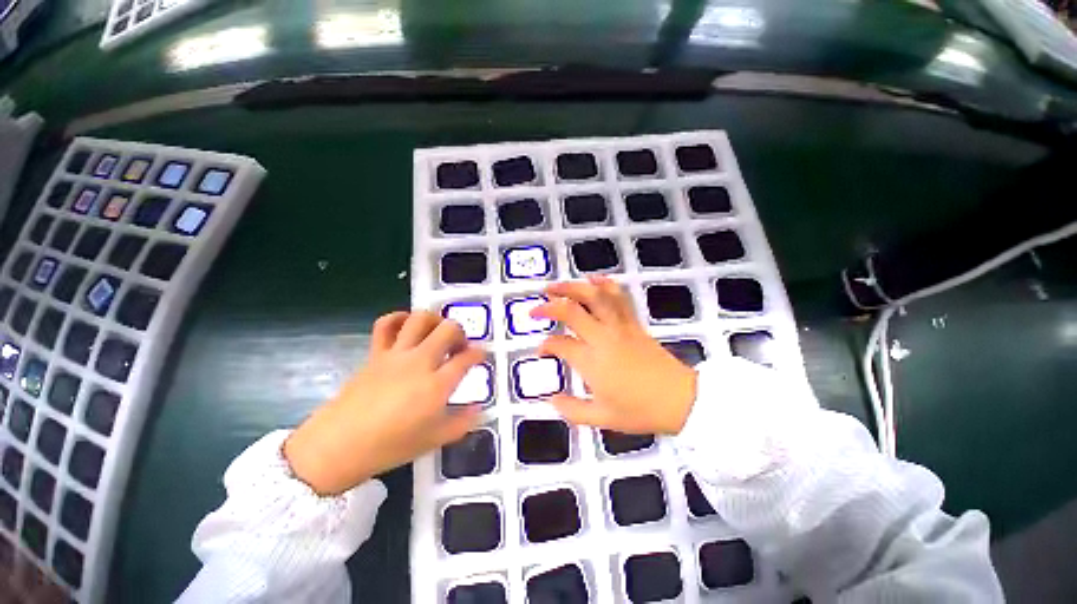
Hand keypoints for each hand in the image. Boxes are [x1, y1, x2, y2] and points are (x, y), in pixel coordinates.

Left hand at [284, 311, 483, 495]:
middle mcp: (420, 362)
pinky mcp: (376, 353)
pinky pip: (386, 324)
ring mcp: (397, 354)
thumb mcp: (434, 440)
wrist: (339, 446)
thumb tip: (480, 409)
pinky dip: (399, 318)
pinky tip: (407, 325)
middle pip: (448, 330)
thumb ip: (463, 423)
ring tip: (437, 331)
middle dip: (461, 333)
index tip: (481, 356)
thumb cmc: (390, 446)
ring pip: (420, 319)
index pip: (467, 358)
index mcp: (437, 384)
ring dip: (435, 320)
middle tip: (459, 346)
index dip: (479, 354)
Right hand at [532, 276, 697, 434]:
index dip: (546, 345)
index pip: (560, 344)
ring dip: (572, 288)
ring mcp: (619, 327)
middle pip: (571, 311)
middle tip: (536, 308)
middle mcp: (602, 338)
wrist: (680, 400)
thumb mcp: (602, 418)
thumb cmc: (640, 410)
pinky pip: (619, 297)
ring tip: (556, 286)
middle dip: (549, 306)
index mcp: (591, 361)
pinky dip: (604, 284)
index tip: (541, 350)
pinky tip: (593, 279)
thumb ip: (572, 410)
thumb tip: (552, 400)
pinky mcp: (633, 323)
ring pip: (593, 297)